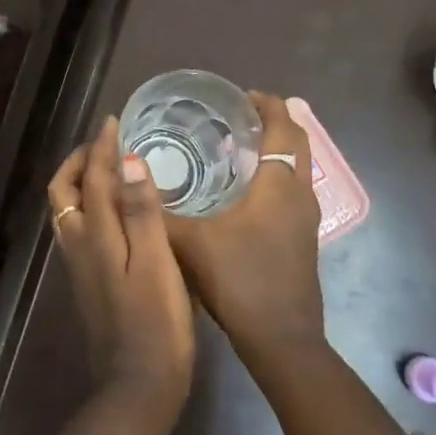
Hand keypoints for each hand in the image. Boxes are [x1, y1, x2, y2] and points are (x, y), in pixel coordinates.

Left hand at [48, 117, 195, 419]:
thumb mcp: (156, 263)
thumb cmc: (155, 322)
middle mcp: (78, 245)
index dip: (102, 147)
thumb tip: (128, 160)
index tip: (114, 121)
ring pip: (66, 210)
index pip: (92, 178)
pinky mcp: (87, 281)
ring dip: (80, 182)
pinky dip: (88, 205)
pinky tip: (114, 211)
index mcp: (95, 236)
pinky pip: (77, 228)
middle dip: (79, 161)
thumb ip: (142, 211)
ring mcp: (78, 265)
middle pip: (64, 192)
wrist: (137, 384)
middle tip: (105, 143)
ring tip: (107, 168)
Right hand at [165, 93, 325, 372]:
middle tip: (240, 117)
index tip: (244, 95)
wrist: (281, 339)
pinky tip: (244, 193)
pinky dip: (275, 178)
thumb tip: (128, 183)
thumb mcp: (191, 243)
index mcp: (279, 185)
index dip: (268, 106)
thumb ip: (160, 212)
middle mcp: (300, 195)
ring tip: (238, 149)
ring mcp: (306, 220)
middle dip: (274, 124)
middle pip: (298, 144)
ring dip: (276, 152)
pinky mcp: (303, 240)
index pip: (283, 128)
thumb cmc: (240, 280)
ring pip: (297, 170)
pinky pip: (292, 192)